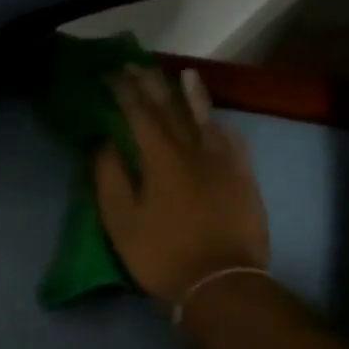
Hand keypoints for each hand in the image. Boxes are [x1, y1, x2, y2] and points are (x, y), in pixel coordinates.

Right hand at [95, 64, 270, 304]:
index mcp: (162, 160)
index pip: (140, 114)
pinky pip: (231, 140)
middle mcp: (195, 150)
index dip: (125, 91)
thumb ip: (111, 179)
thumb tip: (104, 144)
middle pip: (172, 108)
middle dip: (153, 84)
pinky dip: (218, 124)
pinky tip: (215, 121)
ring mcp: (225, 162)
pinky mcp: (244, 178)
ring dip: (191, 94)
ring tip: (182, 75)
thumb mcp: (122, 223)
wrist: (220, 282)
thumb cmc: (161, 255)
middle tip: (138, 66)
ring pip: (206, 118)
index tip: (110, 74)